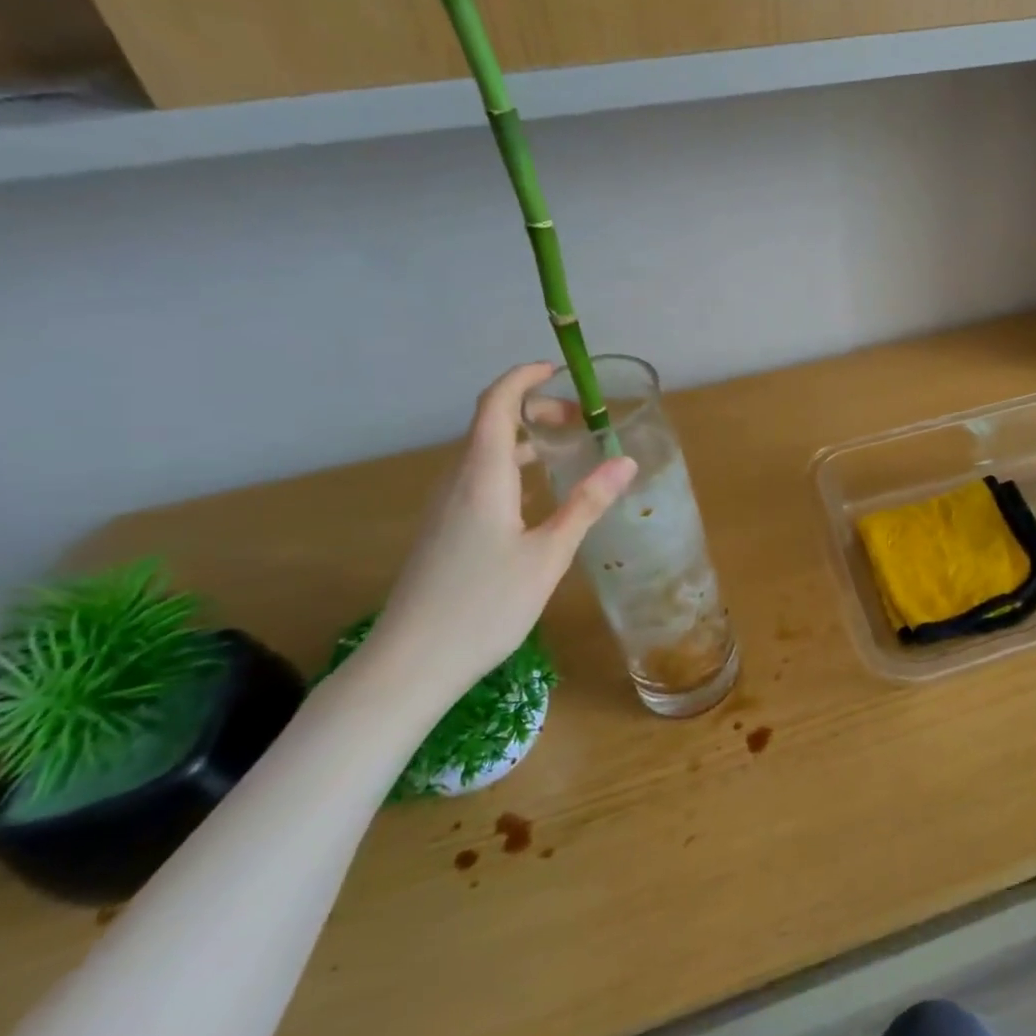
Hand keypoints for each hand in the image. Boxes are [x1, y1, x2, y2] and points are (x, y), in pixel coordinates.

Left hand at [363, 363, 635, 705]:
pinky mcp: (443, 531)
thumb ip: (586, 503)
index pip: (495, 405)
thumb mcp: (548, 554)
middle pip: (490, 424)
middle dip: (534, 410)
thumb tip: (625, 460)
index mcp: (482, 476)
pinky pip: (478, 478)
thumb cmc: (484, 605)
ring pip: (484, 453)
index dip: (522, 379)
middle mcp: (458, 481)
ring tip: (566, 452)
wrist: (410, 664)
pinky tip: (536, 497)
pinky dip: (511, 467)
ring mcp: (445, 507)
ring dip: (523, 440)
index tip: (557, 371)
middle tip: (579, 421)